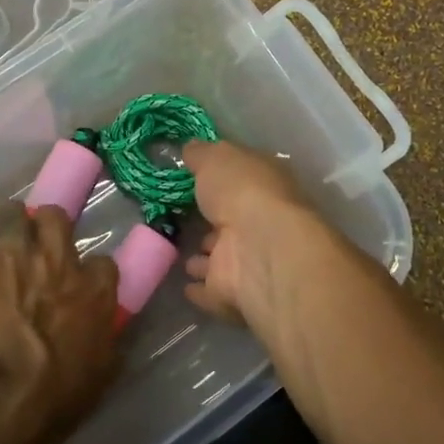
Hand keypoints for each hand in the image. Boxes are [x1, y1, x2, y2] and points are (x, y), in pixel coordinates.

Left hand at [0, 203, 120, 443]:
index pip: (102, 261)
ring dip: (4, 233)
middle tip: (31, 253)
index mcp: (93, 289)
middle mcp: (57, 258)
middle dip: (43, 229)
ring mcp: (12, 250)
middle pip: (55, 217)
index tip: (73, 287)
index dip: (85, 272)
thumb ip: (100, 339)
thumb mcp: (97, 374)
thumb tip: (101, 331)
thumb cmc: (52, 400)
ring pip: (11, 213)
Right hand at [181, 138, 323, 330]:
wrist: (260, 249)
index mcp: (264, 187)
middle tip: (180, 218)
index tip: (192, 179)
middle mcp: (260, 223)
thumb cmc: (243, 192)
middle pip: (230, 221)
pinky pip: (211, 289)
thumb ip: (201, 154)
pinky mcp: (233, 294)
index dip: (219, 180)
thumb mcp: (218, 158)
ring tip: (179, 253)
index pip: (240, 182)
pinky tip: (183, 284)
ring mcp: (248, 261)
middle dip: (210, 222)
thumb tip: (190, 149)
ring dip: (203, 258)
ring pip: (221, 257)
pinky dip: (199, 288)